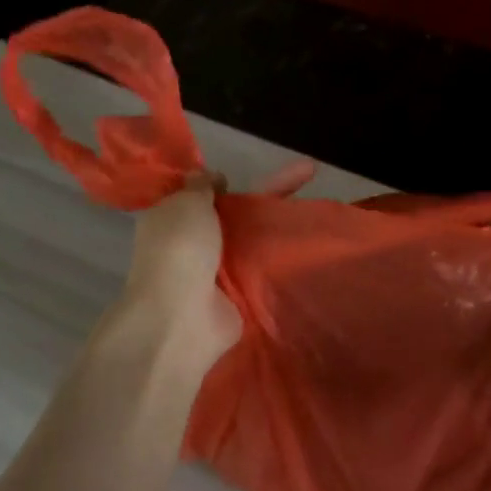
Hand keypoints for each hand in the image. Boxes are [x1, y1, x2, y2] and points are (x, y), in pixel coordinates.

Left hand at [104, 159, 315, 379]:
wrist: (182, 320)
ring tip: (317, 203)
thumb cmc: (179, 250)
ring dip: (280, 221)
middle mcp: (194, 240)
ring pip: (253, 235)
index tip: (238, 174)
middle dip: (269, 191)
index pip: (198, 192)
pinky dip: (284, 252)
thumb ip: (200, 186)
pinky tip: (313, 238)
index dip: (218, 180)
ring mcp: (218, 267)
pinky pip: (264, 264)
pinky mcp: (240, 291)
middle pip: (235, 210)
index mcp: (173, 216)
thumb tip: (208, 178)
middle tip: (308, 171)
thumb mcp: (186, 203)